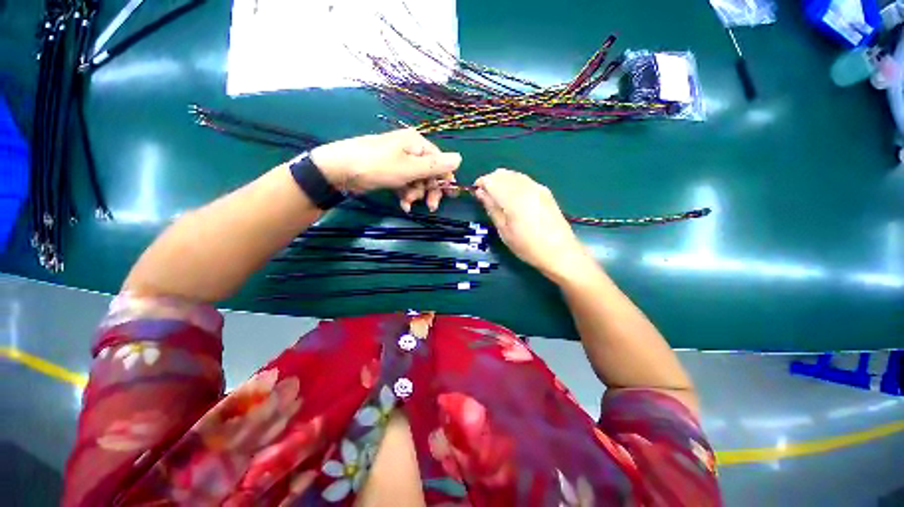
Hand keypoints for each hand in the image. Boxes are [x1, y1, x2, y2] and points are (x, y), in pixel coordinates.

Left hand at [310, 129, 461, 211]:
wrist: (340, 170)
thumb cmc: (377, 166)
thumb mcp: (409, 168)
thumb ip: (435, 166)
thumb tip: (460, 158)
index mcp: (416, 143)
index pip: (439, 161)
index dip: (444, 179)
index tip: (449, 196)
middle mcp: (410, 150)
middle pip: (429, 172)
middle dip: (429, 190)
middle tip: (430, 206)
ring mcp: (399, 162)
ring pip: (417, 181)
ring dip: (416, 194)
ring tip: (408, 203)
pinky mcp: (390, 173)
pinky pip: (405, 184)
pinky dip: (406, 195)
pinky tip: (403, 205)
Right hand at [475, 169, 594, 282]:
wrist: (560, 252)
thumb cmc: (528, 246)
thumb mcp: (504, 231)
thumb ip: (491, 208)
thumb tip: (480, 192)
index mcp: (513, 198)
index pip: (491, 180)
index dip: (480, 184)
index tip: (476, 194)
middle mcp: (526, 187)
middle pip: (502, 173)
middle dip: (490, 181)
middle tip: (486, 198)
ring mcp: (537, 187)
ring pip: (513, 174)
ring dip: (502, 181)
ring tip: (499, 199)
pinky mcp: (545, 191)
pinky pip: (524, 180)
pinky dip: (513, 183)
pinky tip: (514, 199)